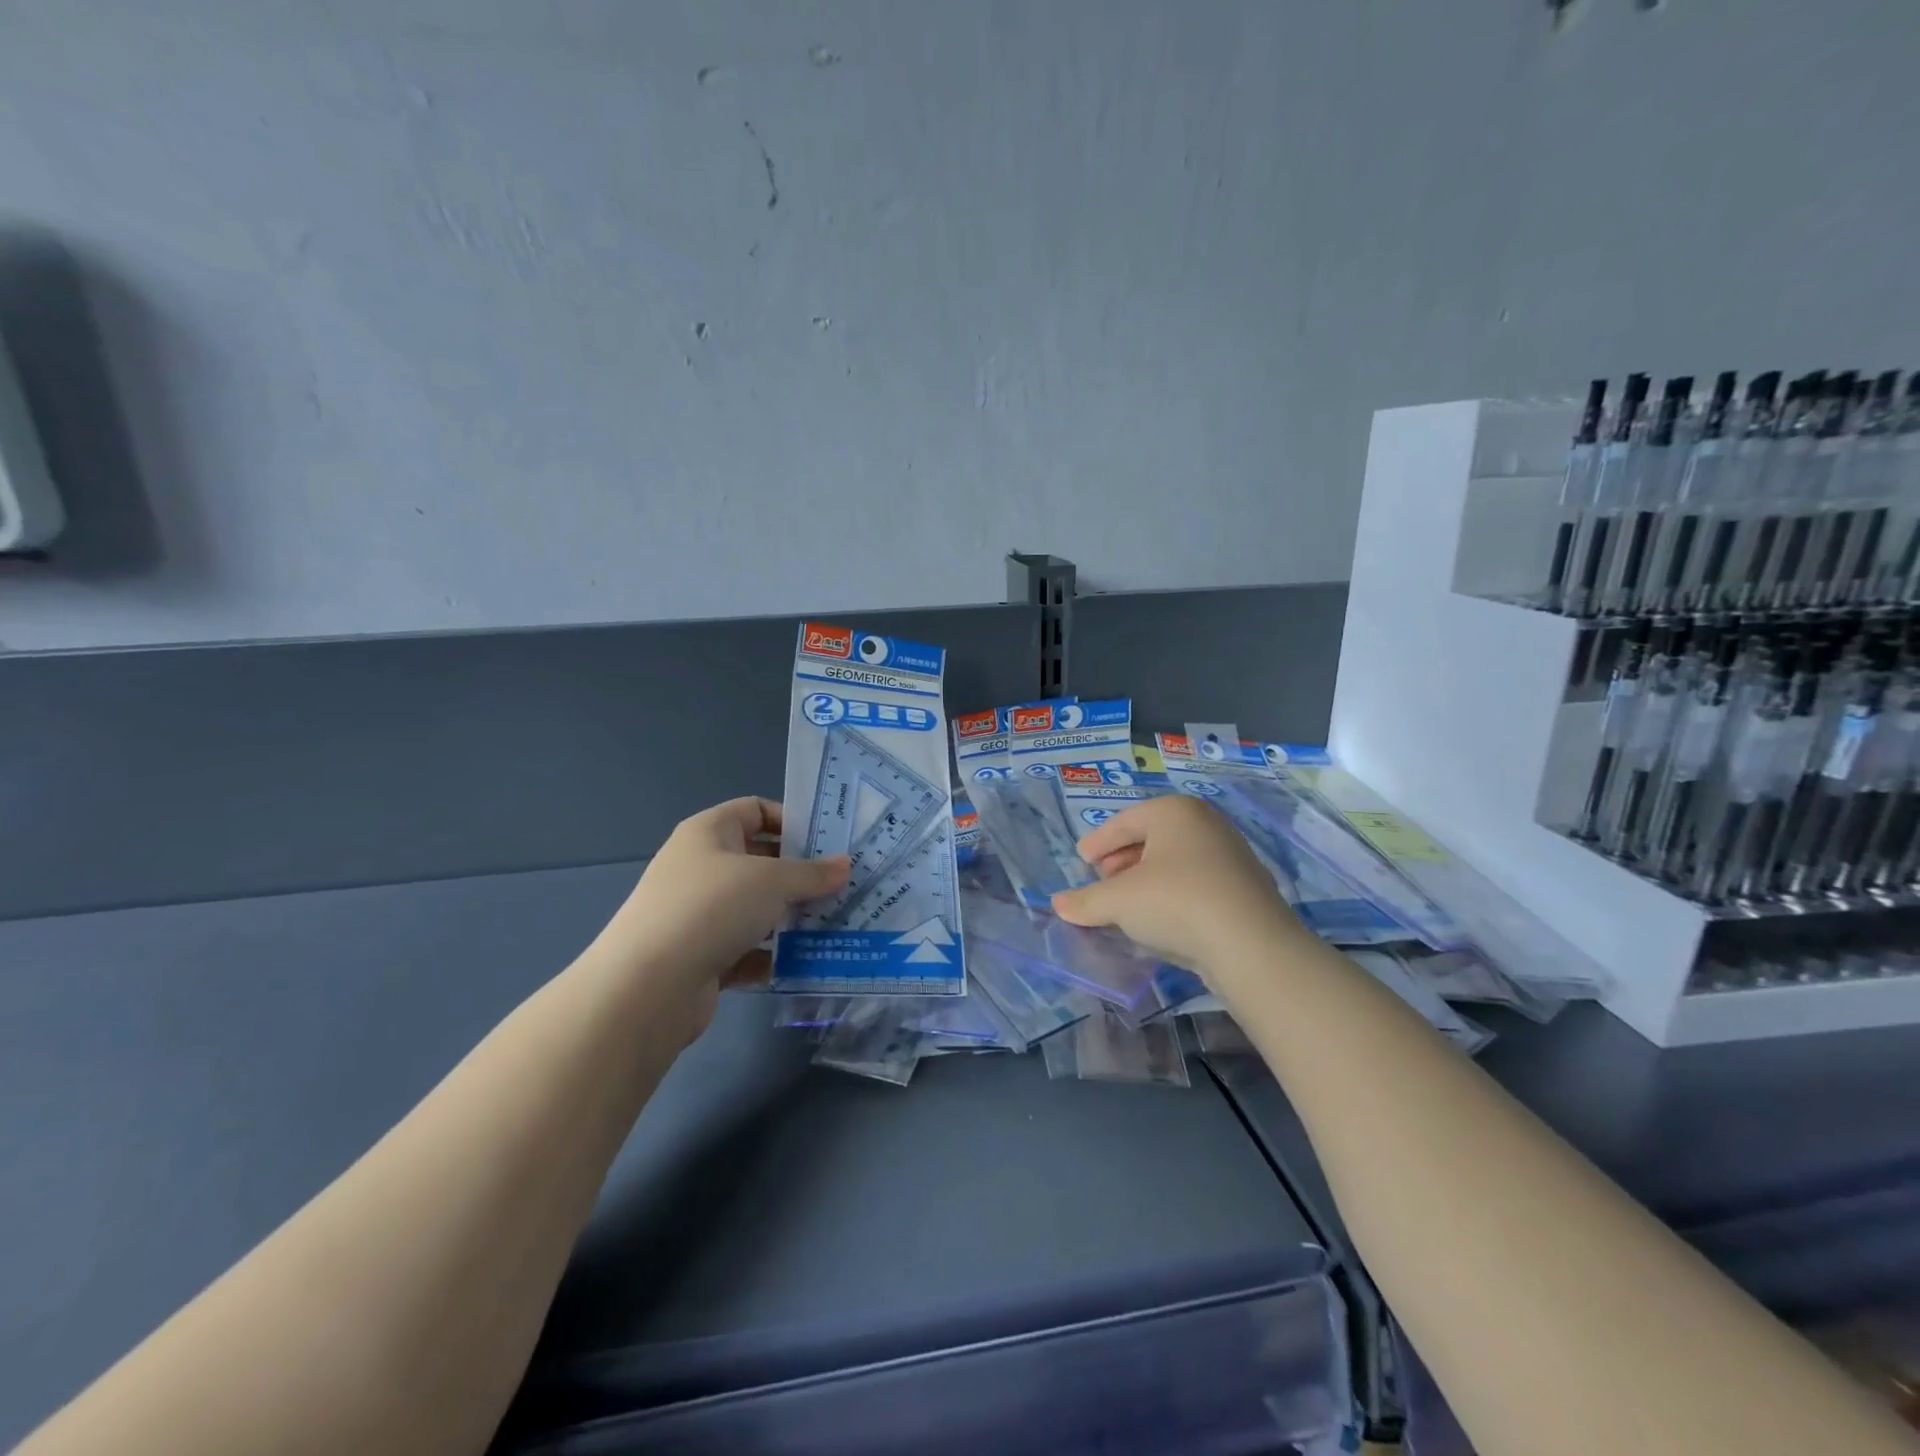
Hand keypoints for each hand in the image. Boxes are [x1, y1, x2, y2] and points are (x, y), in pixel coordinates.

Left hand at [593, 798, 848, 1038]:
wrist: (647, 987)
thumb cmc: (712, 908)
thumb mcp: (772, 881)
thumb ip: (812, 873)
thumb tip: (845, 865)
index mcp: (709, 832)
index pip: (755, 810)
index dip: (792, 821)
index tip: (829, 842)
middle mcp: (701, 868)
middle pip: (759, 861)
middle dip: (800, 874)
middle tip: (843, 885)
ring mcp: (699, 915)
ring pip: (755, 908)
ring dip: (791, 917)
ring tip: (835, 923)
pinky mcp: (701, 957)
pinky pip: (746, 949)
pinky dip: (772, 955)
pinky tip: (805, 962)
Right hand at [1051, 793, 1299, 982]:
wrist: (1251, 946)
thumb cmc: (1176, 903)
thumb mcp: (1119, 901)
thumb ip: (1086, 901)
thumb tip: (1059, 904)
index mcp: (1174, 811)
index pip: (1124, 822)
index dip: (1098, 842)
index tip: (1081, 859)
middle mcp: (1205, 823)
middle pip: (1151, 838)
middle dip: (1122, 860)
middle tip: (1102, 879)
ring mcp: (1230, 855)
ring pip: (1175, 862)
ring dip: (1146, 879)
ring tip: (1126, 903)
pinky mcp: (1245, 888)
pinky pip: (1196, 883)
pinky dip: (1172, 895)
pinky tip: (1160, 919)